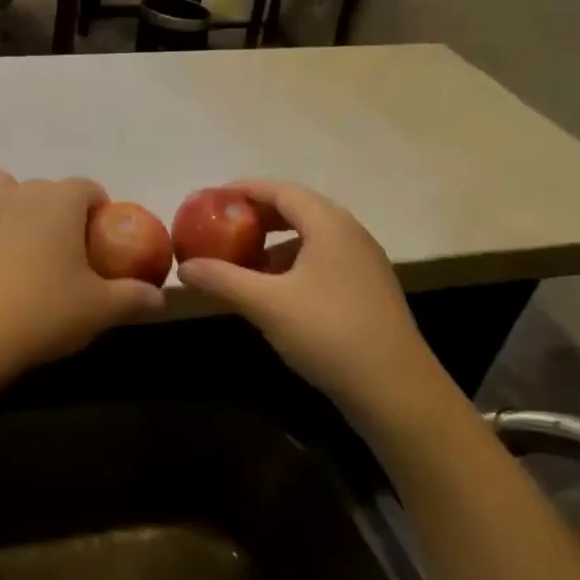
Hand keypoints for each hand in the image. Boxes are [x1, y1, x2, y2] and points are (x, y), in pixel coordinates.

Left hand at [0, 172, 164, 381]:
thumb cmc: (44, 312)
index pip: (88, 188)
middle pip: (46, 191)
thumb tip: (159, 298)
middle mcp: (20, 192)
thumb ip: (134, 297)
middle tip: (64, 254)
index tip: (100, 242)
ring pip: (3, 191)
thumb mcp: (100, 309)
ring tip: (22, 247)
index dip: (98, 210)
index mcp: (60, 200)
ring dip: (16, 208)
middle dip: (59, 212)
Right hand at [176, 181, 457, 429]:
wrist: (395, 390)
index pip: (281, 190)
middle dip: (256, 216)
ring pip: (310, 238)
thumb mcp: (265, 304)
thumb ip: (222, 279)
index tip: (210, 198)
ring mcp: (363, 263)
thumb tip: (183, 268)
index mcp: (329, 225)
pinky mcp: (367, 291)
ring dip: (273, 243)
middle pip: (297, 210)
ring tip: (242, 261)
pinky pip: (322, 261)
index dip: (244, 190)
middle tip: (221, 227)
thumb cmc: (329, 333)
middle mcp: (350, 234)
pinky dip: (291, 265)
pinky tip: (273, 292)